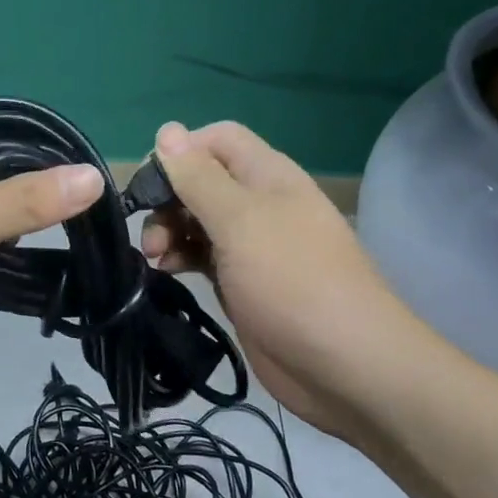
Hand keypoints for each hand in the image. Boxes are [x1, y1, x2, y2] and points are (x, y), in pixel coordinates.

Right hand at [141, 121, 417, 437]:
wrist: (346, 367)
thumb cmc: (293, 281)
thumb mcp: (240, 221)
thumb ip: (199, 177)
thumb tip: (167, 130)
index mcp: (267, 176)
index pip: (216, 139)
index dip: (181, 152)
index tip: (150, 184)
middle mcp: (259, 203)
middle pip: (201, 180)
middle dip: (168, 199)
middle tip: (151, 233)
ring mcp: (251, 245)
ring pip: (197, 220)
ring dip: (169, 230)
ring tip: (156, 257)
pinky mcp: (242, 282)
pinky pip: (201, 256)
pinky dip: (180, 258)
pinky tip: (166, 273)